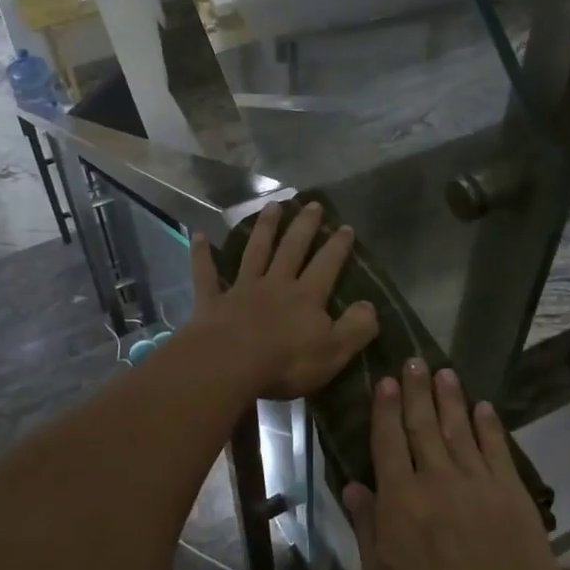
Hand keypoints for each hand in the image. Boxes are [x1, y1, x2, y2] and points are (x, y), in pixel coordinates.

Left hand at [190, 201, 378, 400]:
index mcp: (306, 297)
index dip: (338, 246)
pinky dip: (202, 254)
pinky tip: (199, 235)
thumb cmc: (285, 363)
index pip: (327, 265)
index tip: (345, 227)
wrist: (228, 365)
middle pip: (292, 249)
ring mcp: (242, 289)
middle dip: (303, 226)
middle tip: (312, 204)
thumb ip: (356, 327)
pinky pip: (206, 274)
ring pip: (255, 252)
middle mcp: (276, 284)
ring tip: (272, 206)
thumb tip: (369, 306)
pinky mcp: (212, 301)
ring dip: (264, 228)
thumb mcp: (333, 351)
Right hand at [344, 362, 569, 569]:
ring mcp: (479, 484)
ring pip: (459, 429)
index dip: (386, 409)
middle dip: (417, 390)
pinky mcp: (512, 494)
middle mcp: (437, 481)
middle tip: (413, 360)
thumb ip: (366, 531)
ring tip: (444, 372)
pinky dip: (489, 425)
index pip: (388, 442)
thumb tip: (351, 487)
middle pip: (423, 425)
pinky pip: (497, 449)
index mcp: (400, 502)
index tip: (386, 380)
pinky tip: (483, 407)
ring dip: (450, 398)